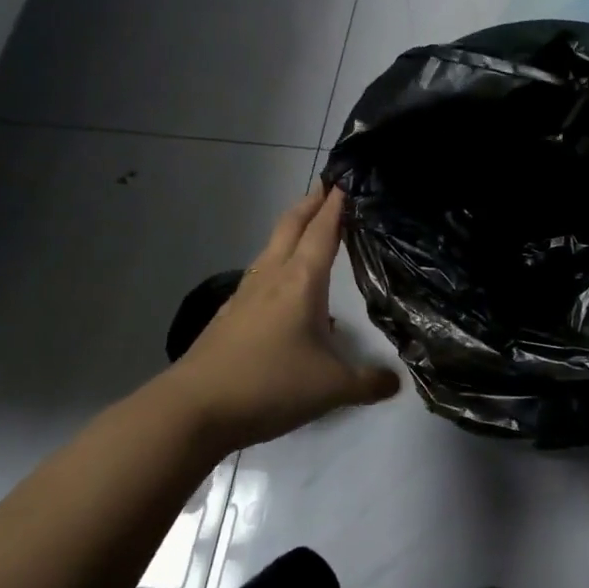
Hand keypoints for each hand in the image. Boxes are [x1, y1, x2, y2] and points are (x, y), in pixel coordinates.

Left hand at [160, 186, 400, 447]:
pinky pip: (259, 275)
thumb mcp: (332, 388)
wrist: (193, 409)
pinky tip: (282, 286)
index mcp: (301, 281)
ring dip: (291, 230)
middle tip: (327, 186)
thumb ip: (368, 382)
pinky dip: (276, 263)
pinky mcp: (229, 316)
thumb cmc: (270, 385)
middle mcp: (272, 278)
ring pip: (271, 248)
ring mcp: (245, 295)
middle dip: (311, 203)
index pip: (324, 231)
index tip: (346, 178)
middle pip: (292, 227)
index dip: (337, 204)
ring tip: (307, 227)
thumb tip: (395, 381)